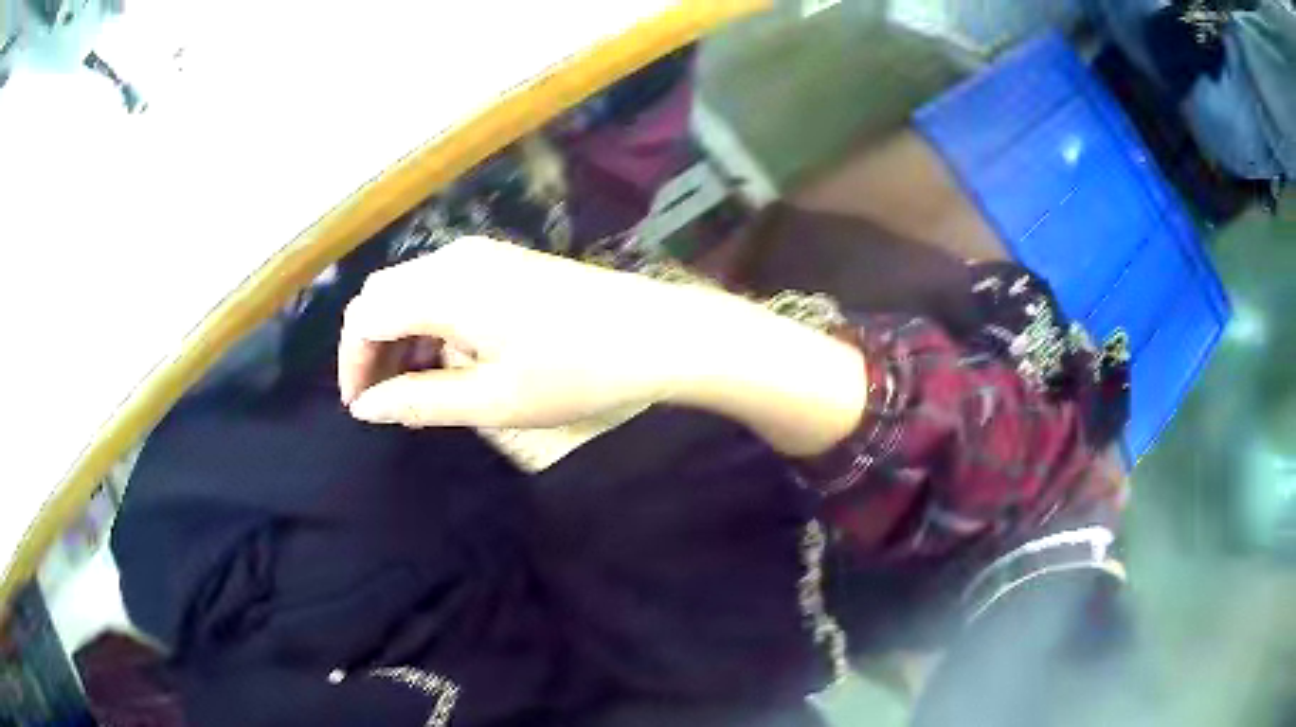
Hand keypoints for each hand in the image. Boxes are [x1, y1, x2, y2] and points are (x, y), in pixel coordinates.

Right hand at [338, 237, 866, 454]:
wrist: (659, 335)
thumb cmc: (578, 373)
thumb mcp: (493, 400)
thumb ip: (419, 401)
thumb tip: (366, 408)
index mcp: (445, 288)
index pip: (366, 316)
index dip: (353, 362)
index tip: (361, 406)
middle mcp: (456, 258)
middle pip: (384, 295)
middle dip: (372, 347)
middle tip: (387, 400)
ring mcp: (484, 254)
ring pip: (413, 289)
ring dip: (401, 335)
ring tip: (418, 388)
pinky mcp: (507, 262)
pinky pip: (445, 286)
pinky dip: (431, 322)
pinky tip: (454, 359)